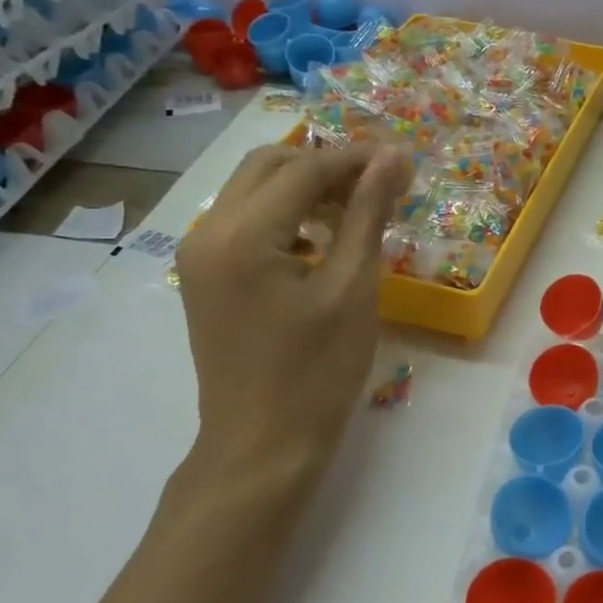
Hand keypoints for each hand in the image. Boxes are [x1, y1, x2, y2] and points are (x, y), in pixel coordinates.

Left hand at [173, 142, 412, 489]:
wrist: (263, 445)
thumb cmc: (317, 370)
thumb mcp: (353, 287)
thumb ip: (367, 213)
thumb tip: (392, 157)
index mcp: (241, 235)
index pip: (304, 169)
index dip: (357, 158)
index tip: (403, 159)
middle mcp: (207, 232)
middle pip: (269, 166)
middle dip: (328, 164)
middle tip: (381, 180)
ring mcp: (199, 254)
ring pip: (254, 189)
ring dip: (307, 185)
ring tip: (360, 205)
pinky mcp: (205, 274)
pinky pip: (246, 220)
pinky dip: (287, 212)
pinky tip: (325, 236)